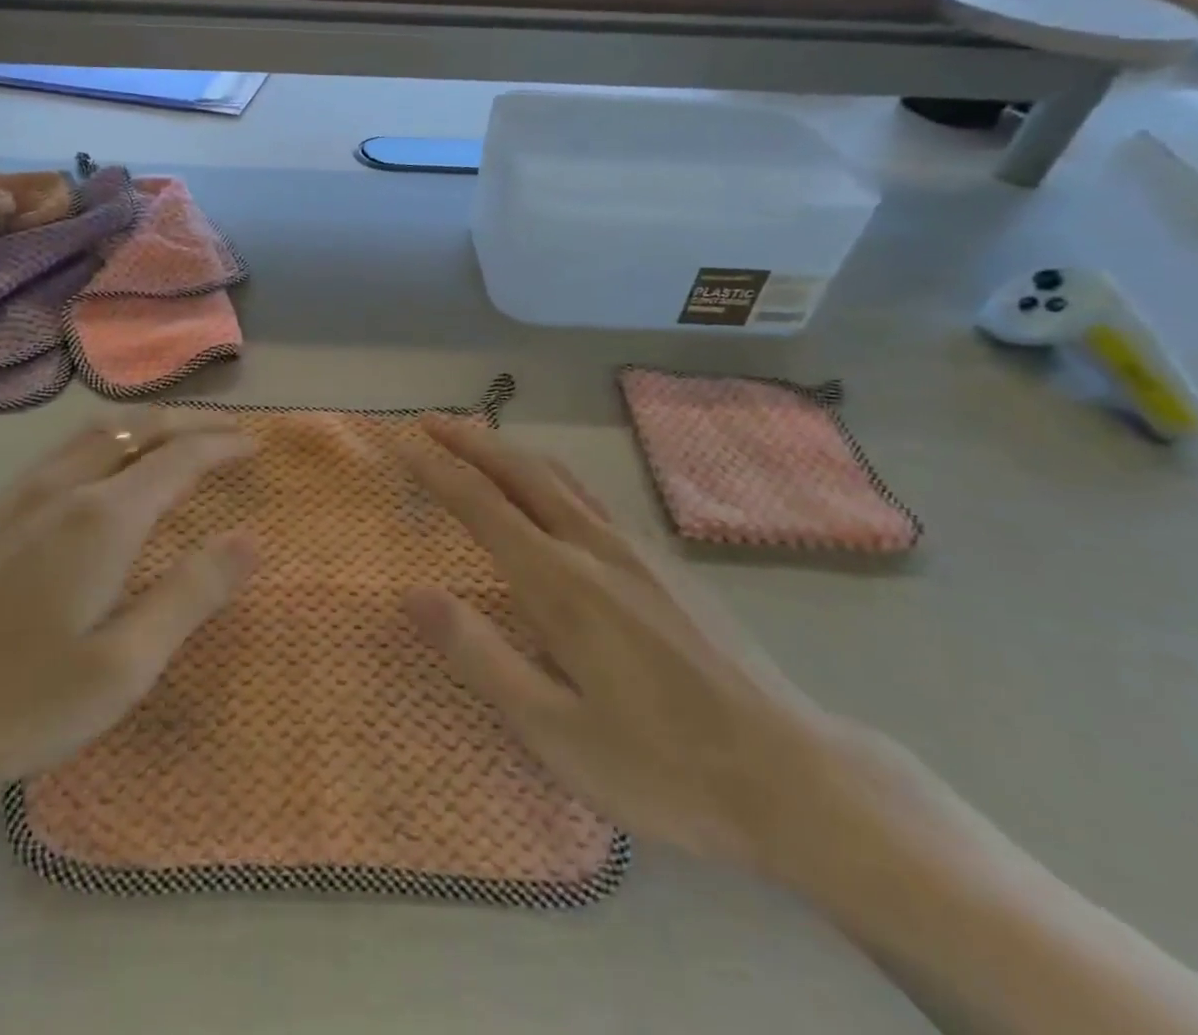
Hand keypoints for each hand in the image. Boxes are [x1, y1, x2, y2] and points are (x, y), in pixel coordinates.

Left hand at [0, 410, 257, 801]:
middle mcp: (64, 488)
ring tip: (176, 438)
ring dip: (145, 425)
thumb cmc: (18, 699)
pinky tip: (105, 469)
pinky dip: (106, 440)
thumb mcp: (122, 666)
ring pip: (96, 432)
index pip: (178, 459)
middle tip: (226, 432)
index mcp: (102, 519)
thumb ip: (190, 596)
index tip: (253, 446)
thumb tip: (249, 540)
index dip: (221, 447)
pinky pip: (63, 450)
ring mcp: (21, 494)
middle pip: (137, 429)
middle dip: (188, 423)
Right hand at [399, 416, 839, 873]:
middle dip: (470, 441)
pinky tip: (553, 489)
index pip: (482, 506)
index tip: (403, 443)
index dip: (437, 470)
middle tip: (430, 420)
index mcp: (560, 583)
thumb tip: (411, 593)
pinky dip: (550, 472)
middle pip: (522, 473)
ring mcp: (637, 551)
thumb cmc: (662, 765)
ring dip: (511, 450)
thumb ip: (479, 655)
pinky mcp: (667, 564)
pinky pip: (591, 496)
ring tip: (480, 438)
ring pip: (561, 477)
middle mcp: (595, 547)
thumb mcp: (554, 730)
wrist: (794, 775)